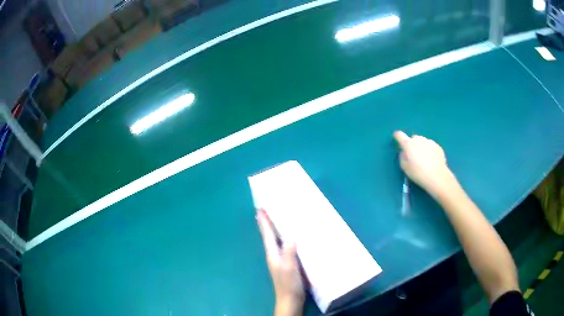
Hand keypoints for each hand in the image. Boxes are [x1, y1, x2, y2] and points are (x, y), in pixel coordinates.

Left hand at [257, 210, 304, 315]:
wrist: (290, 299)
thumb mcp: (290, 267)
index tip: (259, 209)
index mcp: (273, 254)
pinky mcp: (287, 263)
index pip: (267, 234)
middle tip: (265, 210)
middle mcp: (274, 254)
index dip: (264, 222)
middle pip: (269, 236)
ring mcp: (280, 259)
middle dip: (266, 223)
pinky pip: (284, 246)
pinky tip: (290, 237)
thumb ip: (289, 252)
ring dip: (274, 229)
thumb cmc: (289, 284)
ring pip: (276, 240)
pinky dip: (284, 238)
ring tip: (276, 219)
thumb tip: (290, 235)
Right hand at [393, 131, 455, 197]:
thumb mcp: (405, 168)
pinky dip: (429, 150)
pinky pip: (431, 146)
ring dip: (421, 147)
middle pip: (413, 138)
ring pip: (423, 141)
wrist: (437, 177)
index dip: (397, 136)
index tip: (396, 138)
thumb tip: (404, 152)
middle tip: (413, 155)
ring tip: (424, 159)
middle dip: (412, 144)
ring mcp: (430, 142)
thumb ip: (402, 157)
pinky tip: (431, 160)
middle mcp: (419, 140)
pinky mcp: (438, 146)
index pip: (400, 135)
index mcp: (409, 144)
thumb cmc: (418, 173)